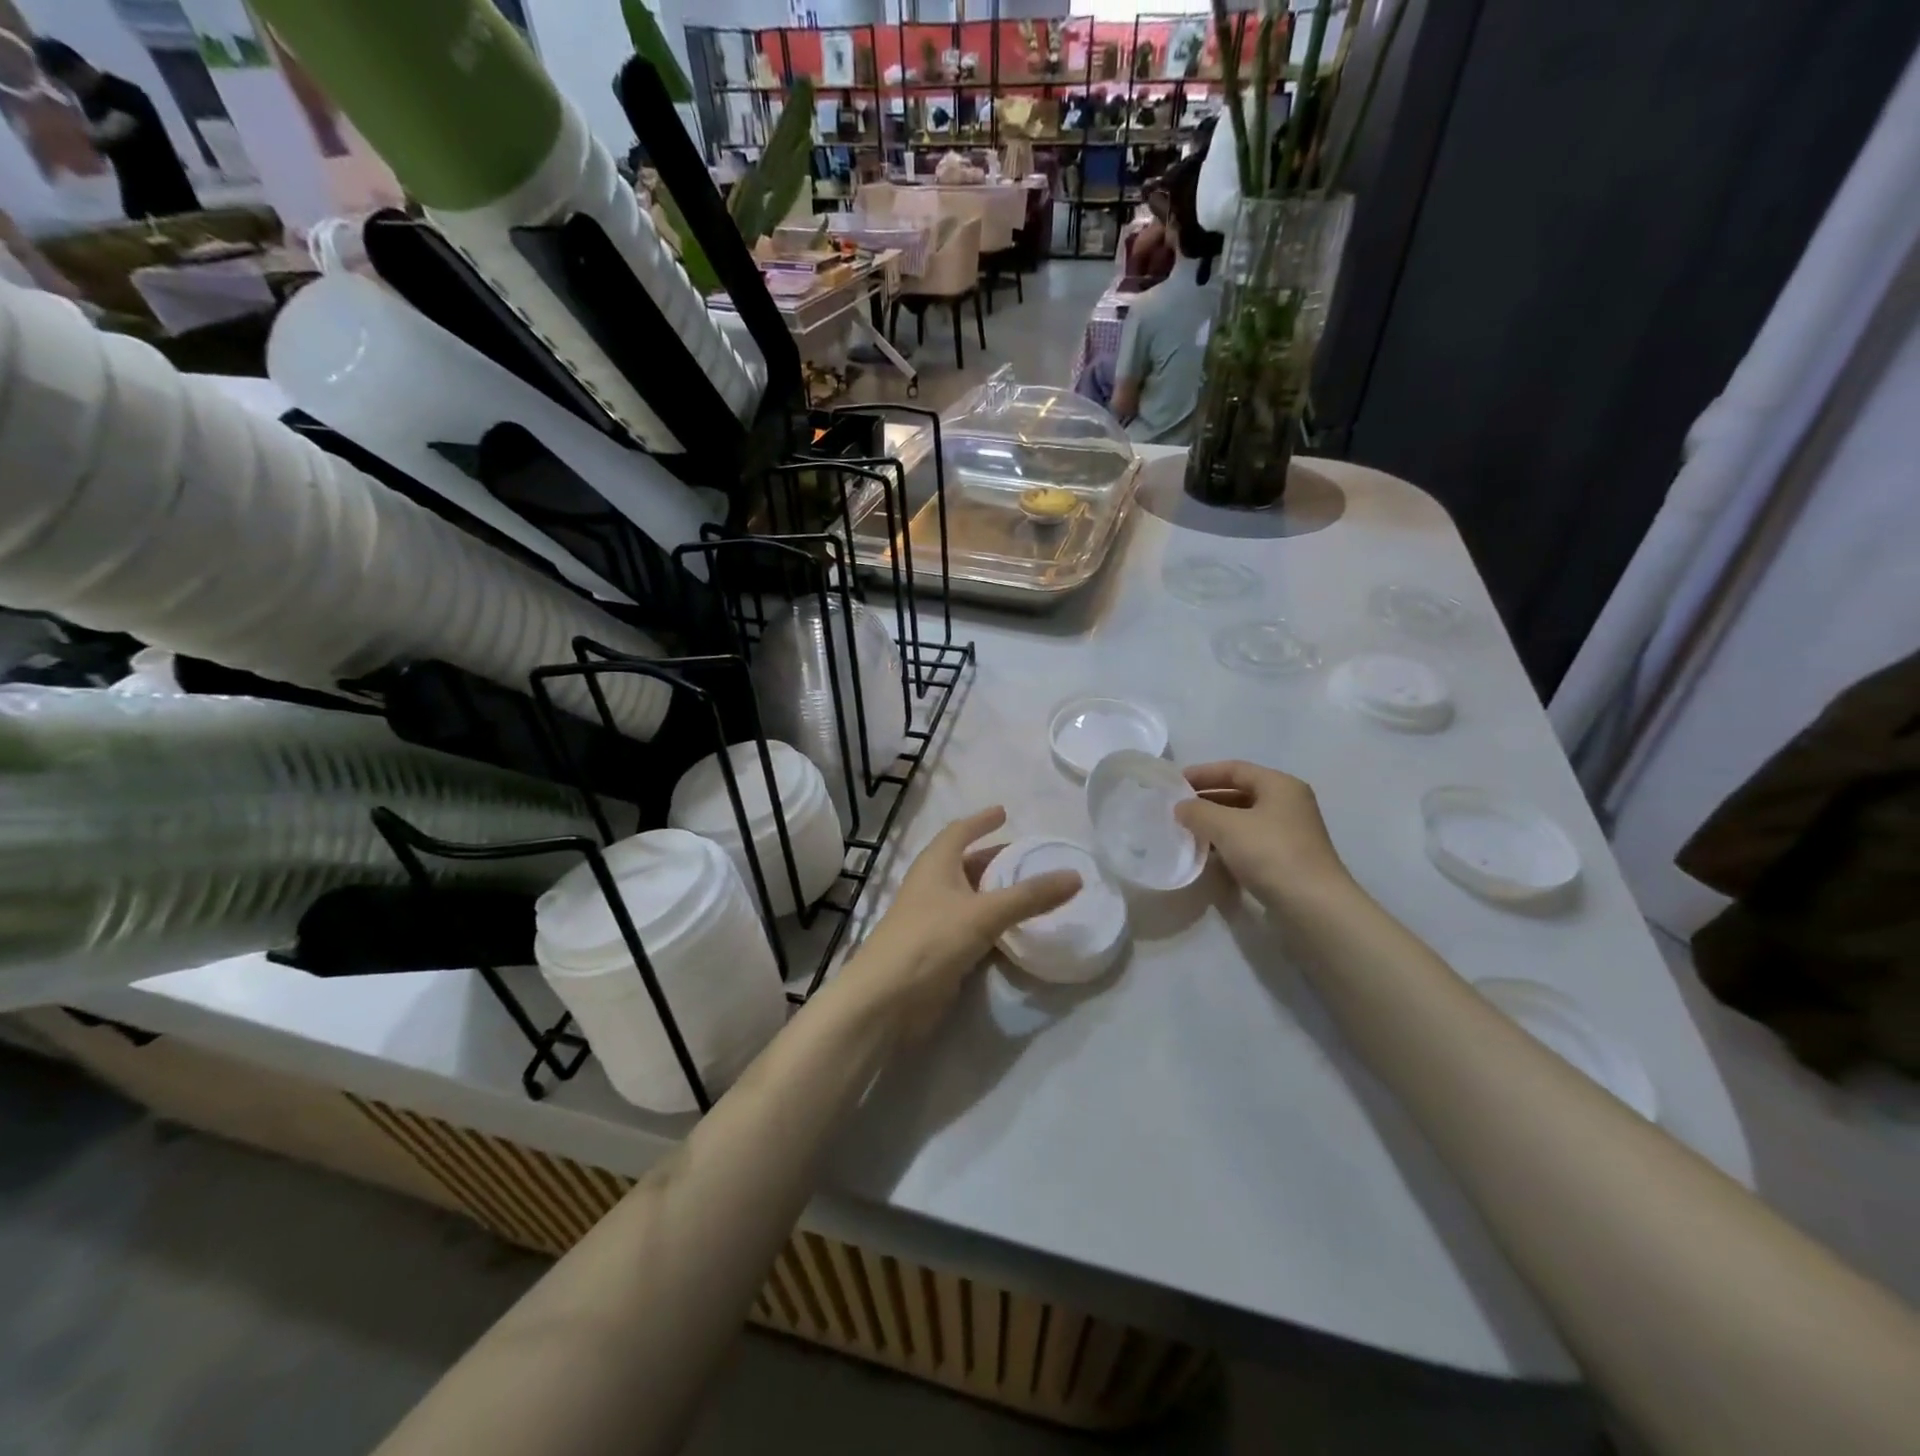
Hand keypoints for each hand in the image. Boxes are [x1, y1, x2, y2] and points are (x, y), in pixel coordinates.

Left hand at [847, 807, 1081, 1038]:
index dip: (981, 821)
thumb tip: (1076, 875)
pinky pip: (971, 928)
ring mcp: (934, 920)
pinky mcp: (939, 951)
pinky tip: (1015, 930)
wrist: (887, 999)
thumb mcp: (984, 913)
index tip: (1003, 812)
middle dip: (995, 859)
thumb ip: (1030, 896)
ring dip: (996, 893)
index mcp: (935, 864)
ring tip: (1030, 890)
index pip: (959, 832)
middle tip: (1028, 857)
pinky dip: (993, 924)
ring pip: (970, 898)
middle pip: (966, 864)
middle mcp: (932, 886)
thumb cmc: (931, 939)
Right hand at [1175, 761, 1351, 908]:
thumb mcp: (1226, 826)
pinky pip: (1250, 840)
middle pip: (1240, 792)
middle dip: (1207, 798)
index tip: (1174, 783)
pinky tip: (1209, 852)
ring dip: (1215, 822)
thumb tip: (1181, 807)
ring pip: (1244, 818)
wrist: (1312, 906)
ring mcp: (1289, 832)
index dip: (1203, 773)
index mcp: (1280, 785)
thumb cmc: (1270, 854)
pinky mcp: (1287, 858)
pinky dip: (1228, 842)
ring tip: (1187, 830)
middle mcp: (1288, 803)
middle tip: (1177, 808)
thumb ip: (1198, 811)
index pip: (1234, 769)